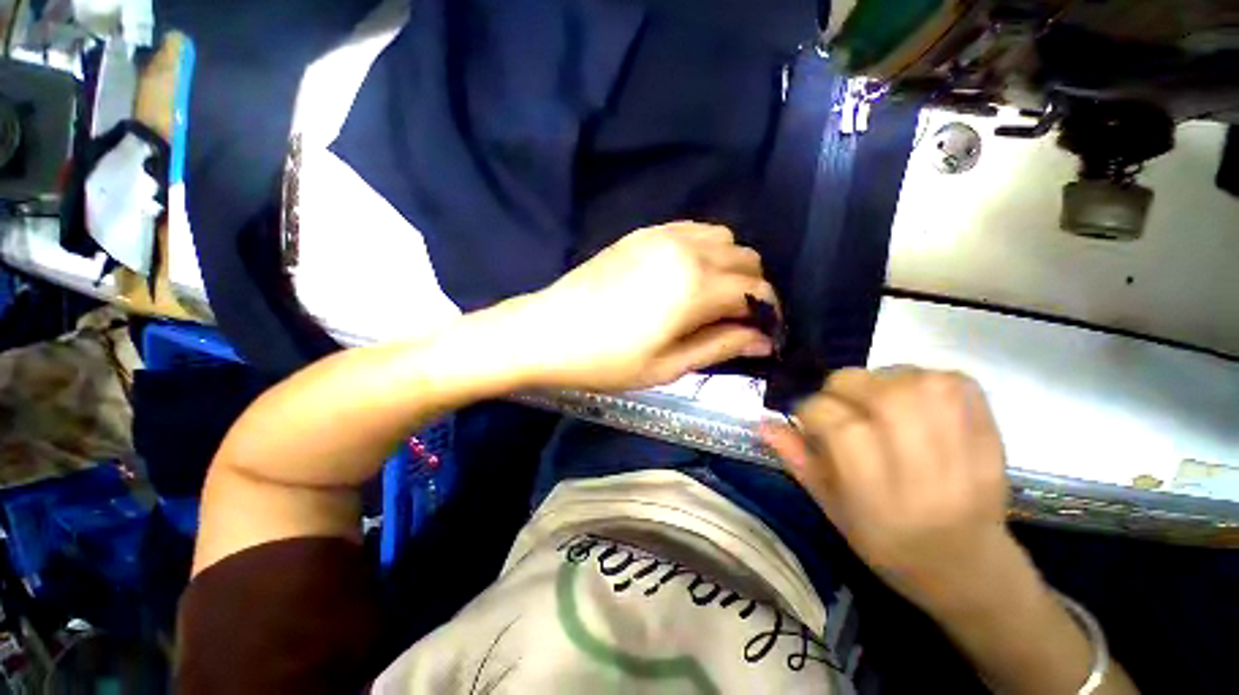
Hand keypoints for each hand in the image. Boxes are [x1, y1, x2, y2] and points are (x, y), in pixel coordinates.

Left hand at [514, 222, 777, 391]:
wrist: (548, 331)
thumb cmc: (606, 360)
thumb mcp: (667, 366)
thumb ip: (720, 346)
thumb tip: (763, 340)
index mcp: (696, 287)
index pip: (757, 291)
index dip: (768, 314)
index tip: (764, 334)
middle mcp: (687, 251)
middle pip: (747, 259)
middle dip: (753, 289)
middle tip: (737, 320)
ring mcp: (663, 236)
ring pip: (723, 239)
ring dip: (730, 267)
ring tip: (713, 298)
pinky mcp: (644, 233)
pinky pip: (693, 230)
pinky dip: (705, 249)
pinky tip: (688, 274)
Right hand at [762, 367, 1017, 611]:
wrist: (969, 566)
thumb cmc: (889, 544)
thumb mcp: (832, 509)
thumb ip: (797, 460)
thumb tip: (763, 423)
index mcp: (880, 497)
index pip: (839, 425)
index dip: (811, 411)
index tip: (806, 417)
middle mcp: (926, 471)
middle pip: (878, 394)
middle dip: (843, 387)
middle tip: (838, 402)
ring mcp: (967, 450)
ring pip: (914, 381)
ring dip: (881, 379)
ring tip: (874, 399)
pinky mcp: (991, 433)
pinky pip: (954, 382)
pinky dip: (925, 378)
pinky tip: (912, 396)